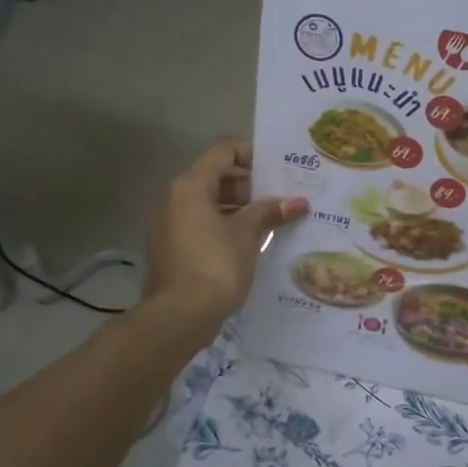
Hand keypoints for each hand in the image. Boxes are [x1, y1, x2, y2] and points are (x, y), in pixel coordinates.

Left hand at [143, 139, 306, 334]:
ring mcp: (169, 225)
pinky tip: (250, 246)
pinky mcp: (171, 249)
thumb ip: (270, 211)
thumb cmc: (215, 265)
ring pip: (209, 204)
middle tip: (280, 202)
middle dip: (250, 187)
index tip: (279, 173)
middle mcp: (174, 198)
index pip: (224, 151)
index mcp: (191, 185)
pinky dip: (225, 228)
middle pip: (216, 177)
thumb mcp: (247, 234)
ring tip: (271, 224)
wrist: (178, 316)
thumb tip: (298, 201)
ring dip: (239, 210)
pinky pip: (201, 226)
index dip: (253, 155)